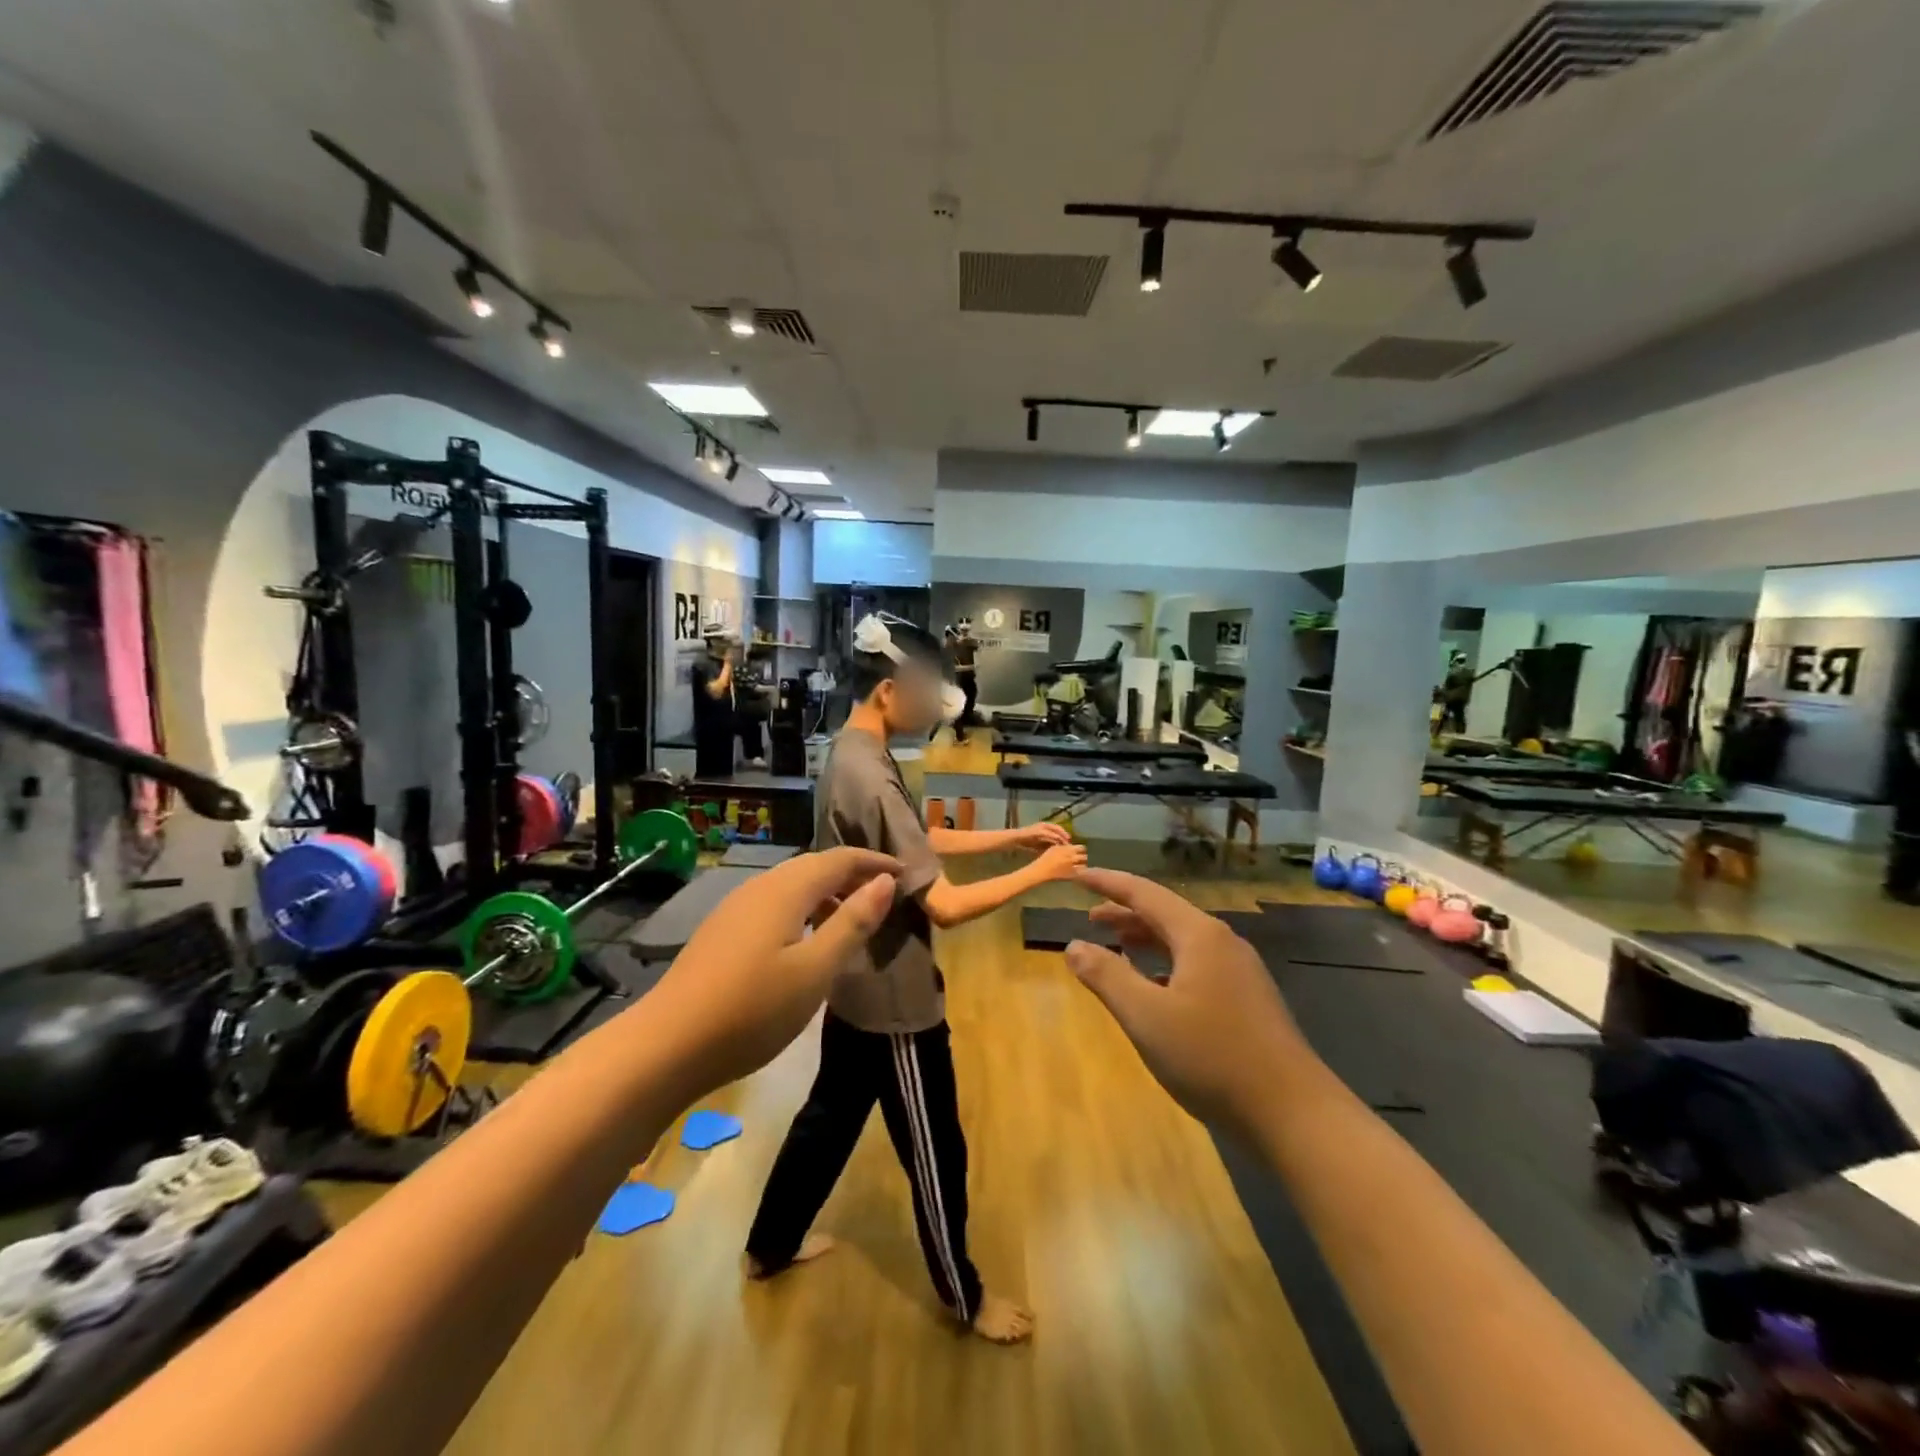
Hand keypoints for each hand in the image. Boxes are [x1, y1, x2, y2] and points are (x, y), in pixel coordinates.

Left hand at [649, 848, 900, 1091]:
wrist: (666, 1045)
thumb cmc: (752, 1009)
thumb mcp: (815, 970)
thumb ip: (853, 923)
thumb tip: (884, 882)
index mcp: (786, 889)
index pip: (840, 858)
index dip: (875, 862)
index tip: (907, 874)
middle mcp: (760, 887)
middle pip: (814, 867)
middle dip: (852, 876)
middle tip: (884, 897)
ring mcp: (736, 908)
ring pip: (792, 886)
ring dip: (826, 895)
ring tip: (851, 922)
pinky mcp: (722, 931)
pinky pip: (774, 905)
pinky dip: (803, 910)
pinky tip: (806, 943)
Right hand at [1015, 822, 1072, 850]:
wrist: (1016, 839)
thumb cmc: (1027, 841)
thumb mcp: (1039, 843)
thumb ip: (1047, 844)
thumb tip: (1056, 850)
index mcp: (1044, 826)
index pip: (1058, 829)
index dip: (1064, 835)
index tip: (1069, 841)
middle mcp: (1044, 825)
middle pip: (1058, 828)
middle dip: (1065, 835)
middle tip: (1070, 842)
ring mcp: (1041, 827)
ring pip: (1055, 831)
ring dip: (1061, 837)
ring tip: (1066, 844)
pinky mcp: (1039, 831)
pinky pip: (1049, 834)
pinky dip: (1054, 838)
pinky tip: (1058, 844)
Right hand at [1033, 840, 1088, 880]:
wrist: (1042, 870)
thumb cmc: (1046, 858)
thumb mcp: (1054, 848)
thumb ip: (1063, 846)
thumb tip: (1070, 846)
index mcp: (1069, 850)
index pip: (1082, 847)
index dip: (1081, 849)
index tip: (1079, 850)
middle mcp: (1073, 858)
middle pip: (1085, 857)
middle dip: (1083, 857)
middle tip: (1080, 858)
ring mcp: (1073, 867)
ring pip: (1084, 865)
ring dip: (1082, 864)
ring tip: (1079, 865)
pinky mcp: (1072, 875)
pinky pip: (1079, 873)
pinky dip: (1079, 872)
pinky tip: (1076, 871)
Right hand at [1065, 868, 1308, 1131]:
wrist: (1295, 1115)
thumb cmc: (1213, 1057)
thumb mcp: (1147, 1016)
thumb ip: (1106, 976)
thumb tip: (1074, 946)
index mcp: (1199, 935)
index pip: (1143, 893)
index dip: (1107, 882)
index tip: (1077, 875)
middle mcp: (1222, 943)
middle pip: (1165, 914)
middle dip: (1125, 912)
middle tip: (1089, 917)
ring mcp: (1240, 972)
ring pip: (1182, 942)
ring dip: (1146, 939)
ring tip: (1115, 946)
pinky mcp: (1247, 1001)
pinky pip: (1196, 965)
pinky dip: (1165, 964)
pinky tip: (1154, 988)